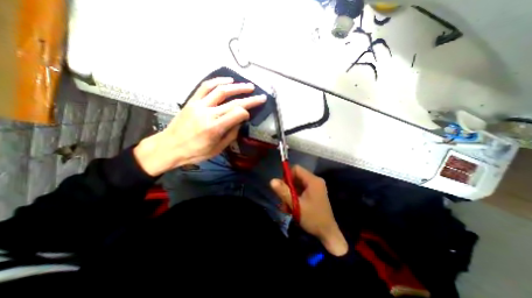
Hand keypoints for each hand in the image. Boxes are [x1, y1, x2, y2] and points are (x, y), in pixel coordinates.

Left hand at [133, 77, 265, 176]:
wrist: (169, 147)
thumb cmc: (195, 152)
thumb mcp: (217, 149)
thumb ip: (231, 135)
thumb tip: (239, 122)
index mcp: (214, 128)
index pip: (237, 114)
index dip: (246, 113)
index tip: (248, 116)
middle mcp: (208, 114)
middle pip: (233, 102)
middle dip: (250, 99)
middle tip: (261, 96)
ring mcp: (199, 105)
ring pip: (221, 90)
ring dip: (237, 87)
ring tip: (248, 86)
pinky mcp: (192, 101)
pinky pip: (205, 87)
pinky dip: (218, 81)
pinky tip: (228, 80)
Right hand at [271, 165, 349, 255]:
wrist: (328, 234)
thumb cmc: (312, 219)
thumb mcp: (296, 205)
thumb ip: (283, 192)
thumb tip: (272, 180)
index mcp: (313, 181)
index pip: (296, 169)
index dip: (287, 176)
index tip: (282, 187)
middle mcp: (315, 181)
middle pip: (296, 177)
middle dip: (287, 187)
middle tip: (283, 200)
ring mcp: (315, 187)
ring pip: (297, 184)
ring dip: (289, 193)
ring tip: (286, 206)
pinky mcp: (314, 193)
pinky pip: (301, 190)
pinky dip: (294, 196)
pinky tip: (291, 207)